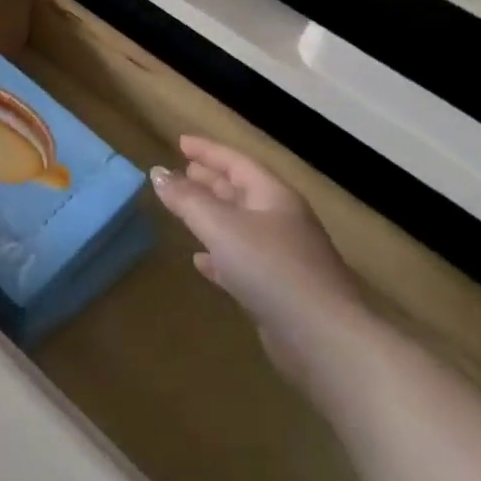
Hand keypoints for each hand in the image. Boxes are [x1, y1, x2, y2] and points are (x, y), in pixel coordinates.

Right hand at [150, 135, 366, 381]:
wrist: (322, 338)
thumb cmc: (271, 269)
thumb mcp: (221, 226)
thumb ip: (187, 200)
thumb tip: (158, 174)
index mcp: (274, 196)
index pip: (237, 162)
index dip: (208, 150)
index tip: (180, 142)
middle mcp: (282, 221)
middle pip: (242, 191)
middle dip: (212, 179)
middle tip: (184, 170)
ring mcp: (284, 257)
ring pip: (241, 226)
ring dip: (214, 215)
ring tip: (186, 208)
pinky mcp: (279, 291)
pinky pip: (242, 261)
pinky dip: (219, 255)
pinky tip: (201, 261)